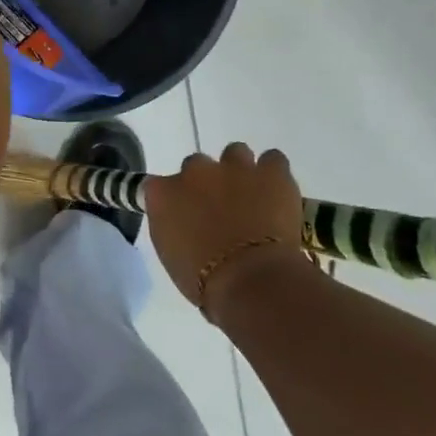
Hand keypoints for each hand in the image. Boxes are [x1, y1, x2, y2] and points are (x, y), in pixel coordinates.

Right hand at [144, 143, 310, 315]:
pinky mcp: (271, 171)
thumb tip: (186, 224)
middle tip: (220, 211)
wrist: (250, 280)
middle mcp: (195, 172)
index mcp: (163, 194)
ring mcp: (234, 167)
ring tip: (251, 197)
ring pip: (235, 153)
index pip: (158, 186)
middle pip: (196, 166)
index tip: (184, 217)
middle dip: (207, 184)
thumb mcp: (172, 256)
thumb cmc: (204, 282)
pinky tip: (276, 193)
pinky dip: (273, 174)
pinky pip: (272, 159)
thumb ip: (174, 228)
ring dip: (239, 171)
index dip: (175, 200)